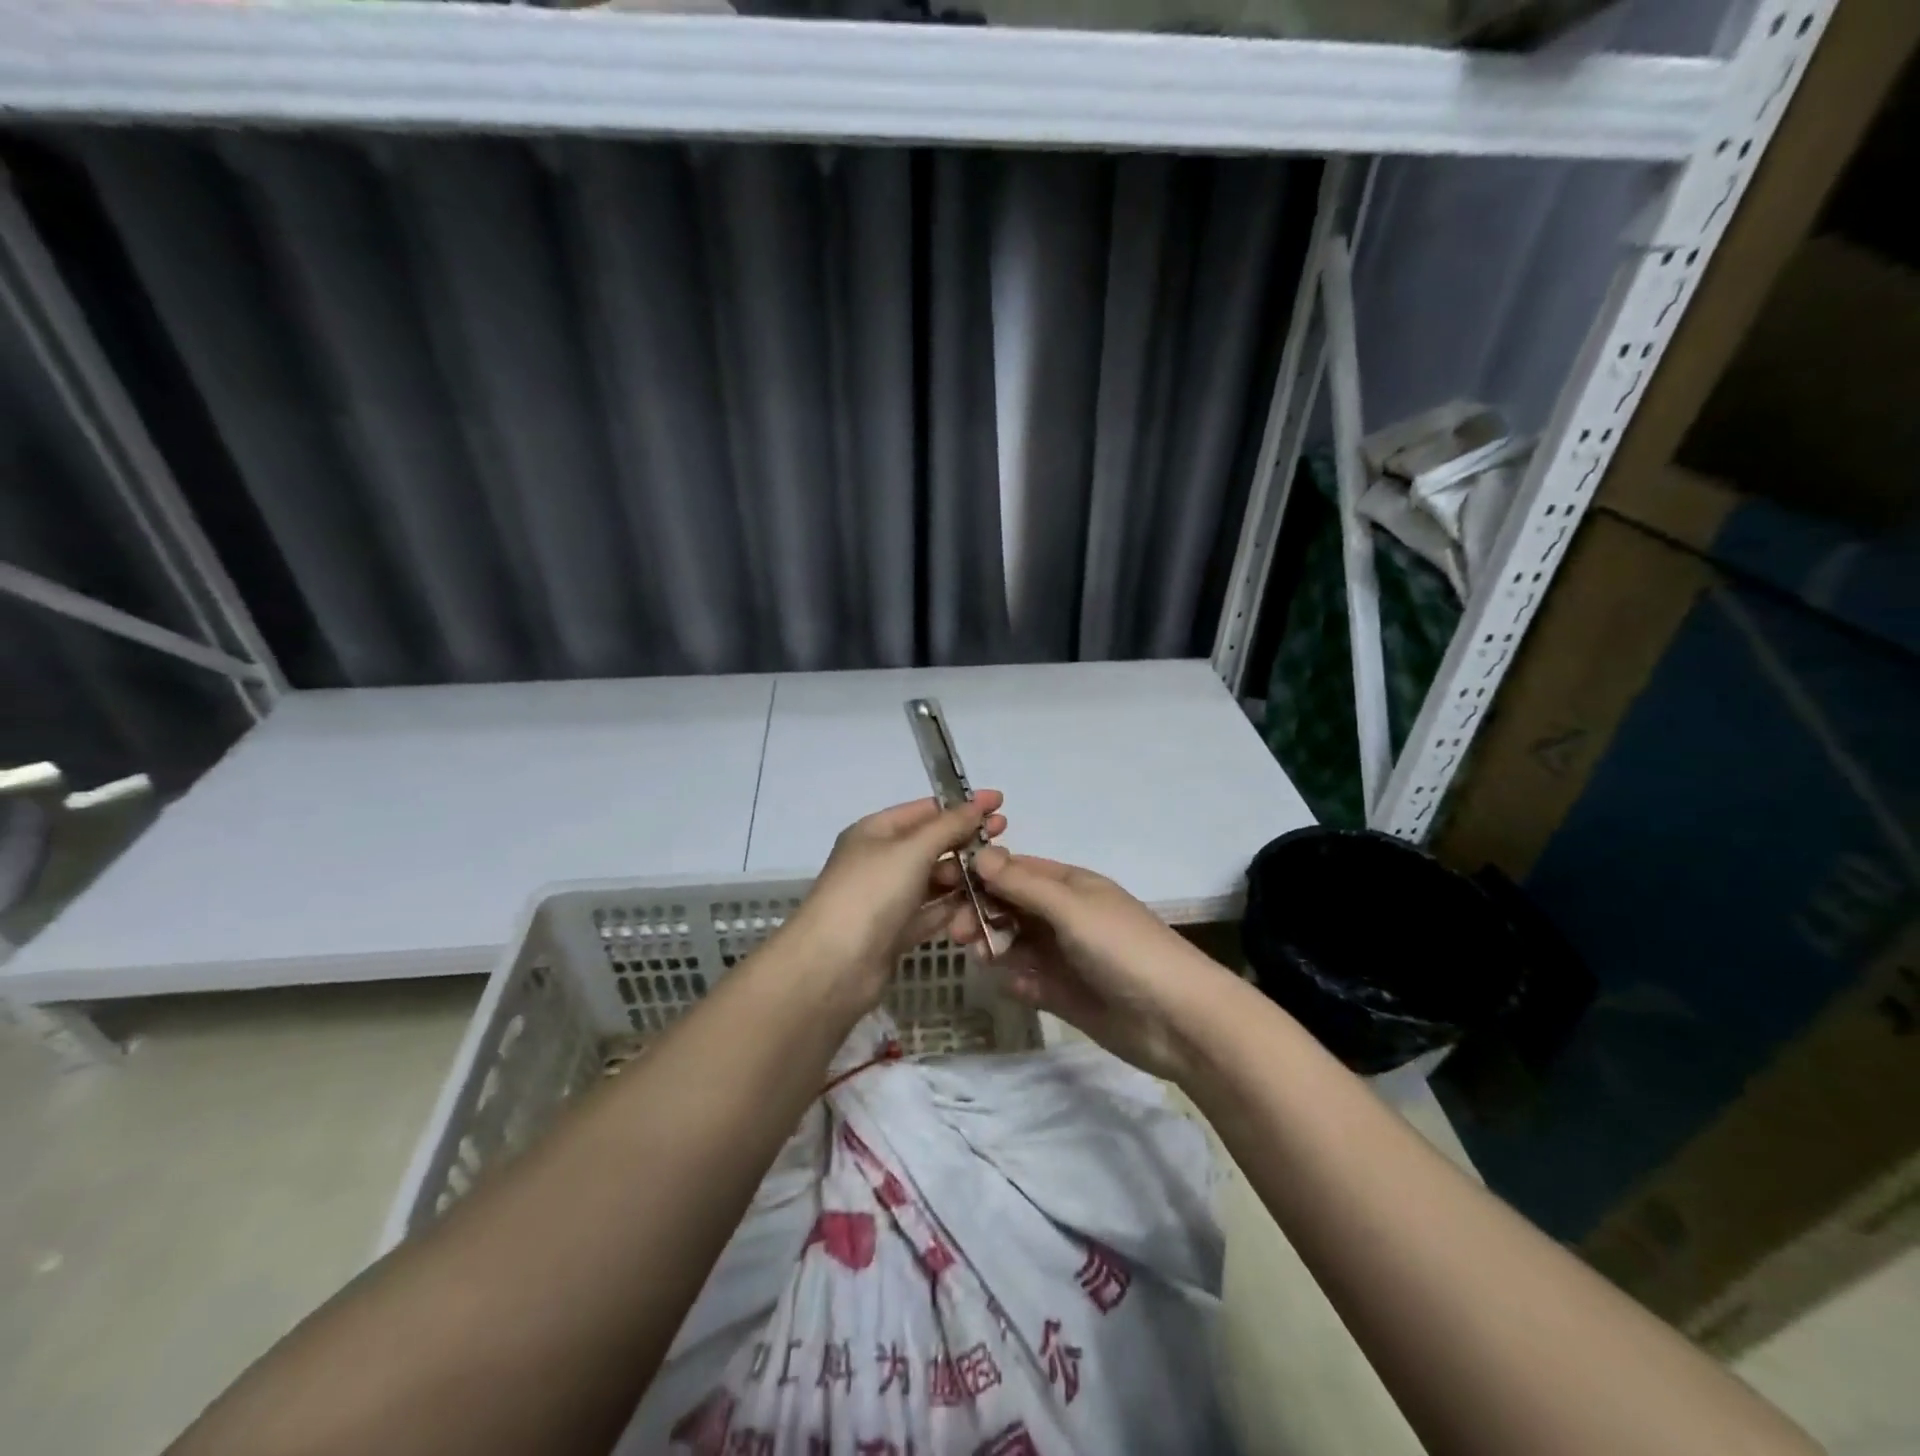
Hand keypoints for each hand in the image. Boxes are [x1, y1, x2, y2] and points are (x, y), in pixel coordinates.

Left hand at [776, 793, 1007, 1015]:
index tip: (1000, 803)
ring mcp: (887, 898)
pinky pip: (931, 912)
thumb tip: (978, 804)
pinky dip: (954, 908)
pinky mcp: (895, 932)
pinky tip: (982, 905)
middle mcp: (880, 860)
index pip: (925, 809)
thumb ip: (949, 826)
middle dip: (966, 841)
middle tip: (1005, 840)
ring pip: (934, 880)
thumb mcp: (912, 850)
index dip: (962, 805)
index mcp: (875, 831)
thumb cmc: (871, 893)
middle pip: (931, 844)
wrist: (834, 966)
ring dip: (963, 876)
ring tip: (997, 876)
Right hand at [948, 847, 1229, 1082]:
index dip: (981, 874)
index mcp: (1071, 886)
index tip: (943, 884)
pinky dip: (1017, 981)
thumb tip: (980, 854)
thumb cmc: (1123, 949)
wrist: (1177, 1020)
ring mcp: (1064, 956)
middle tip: (958, 932)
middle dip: (982, 912)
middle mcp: (1064, 916)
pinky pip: (1028, 980)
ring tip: (981, 956)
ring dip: (994, 945)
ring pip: (1015, 943)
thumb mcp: (1071, 908)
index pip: (1016, 870)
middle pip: (1010, 906)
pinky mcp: (1065, 994)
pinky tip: (1014, 986)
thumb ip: (1023, 884)